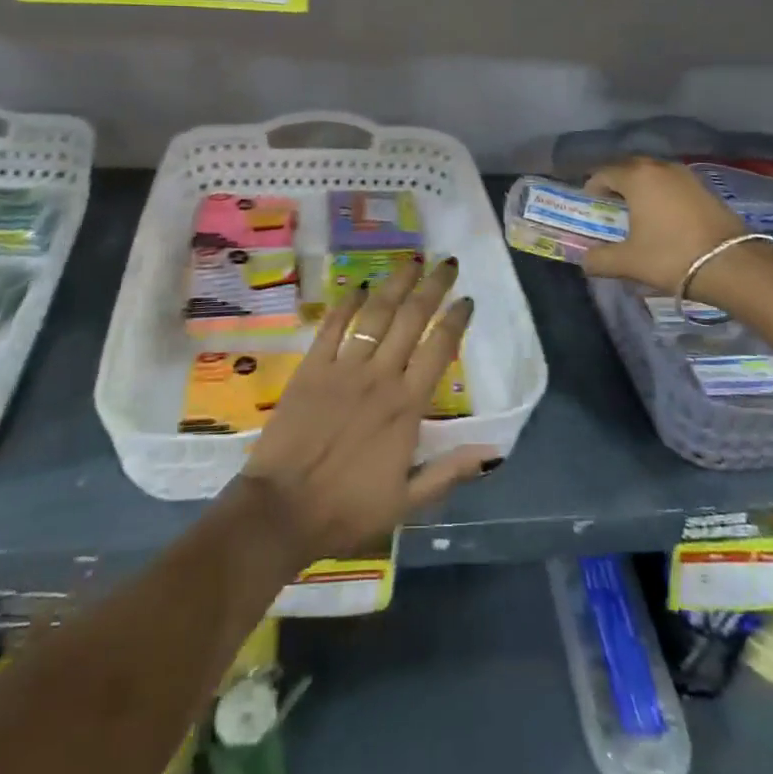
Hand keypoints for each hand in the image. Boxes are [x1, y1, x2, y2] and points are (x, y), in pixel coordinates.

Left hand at [238, 257, 496, 566]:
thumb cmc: (346, 510)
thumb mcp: (407, 502)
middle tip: (447, 264)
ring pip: (376, 314)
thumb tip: (492, 451)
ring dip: (396, 284)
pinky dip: (346, 303)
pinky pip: (332, 326)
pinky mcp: (312, 368)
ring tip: (411, 262)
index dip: (456, 320)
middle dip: (432, 287)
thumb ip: (449, 472)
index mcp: (406, 407)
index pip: (439, 350)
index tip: (467, 300)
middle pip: (411, 319)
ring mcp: (343, 368)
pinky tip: (359, 286)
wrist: (281, 511)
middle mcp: (380, 377)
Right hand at [581, 156, 745, 292]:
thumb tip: (585, 260)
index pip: (603, 173)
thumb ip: (598, 260)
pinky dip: (663, 196)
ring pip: (653, 176)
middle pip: (629, 169)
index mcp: (637, 177)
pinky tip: (665, 219)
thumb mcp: (628, 262)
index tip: (590, 209)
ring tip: (638, 216)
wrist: (732, 265)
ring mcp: (687, 175)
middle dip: (616, 187)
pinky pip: (673, 185)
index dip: (591, 189)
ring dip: (641, 190)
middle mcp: (661, 167)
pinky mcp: (706, 188)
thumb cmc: (671, 256)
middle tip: (610, 211)